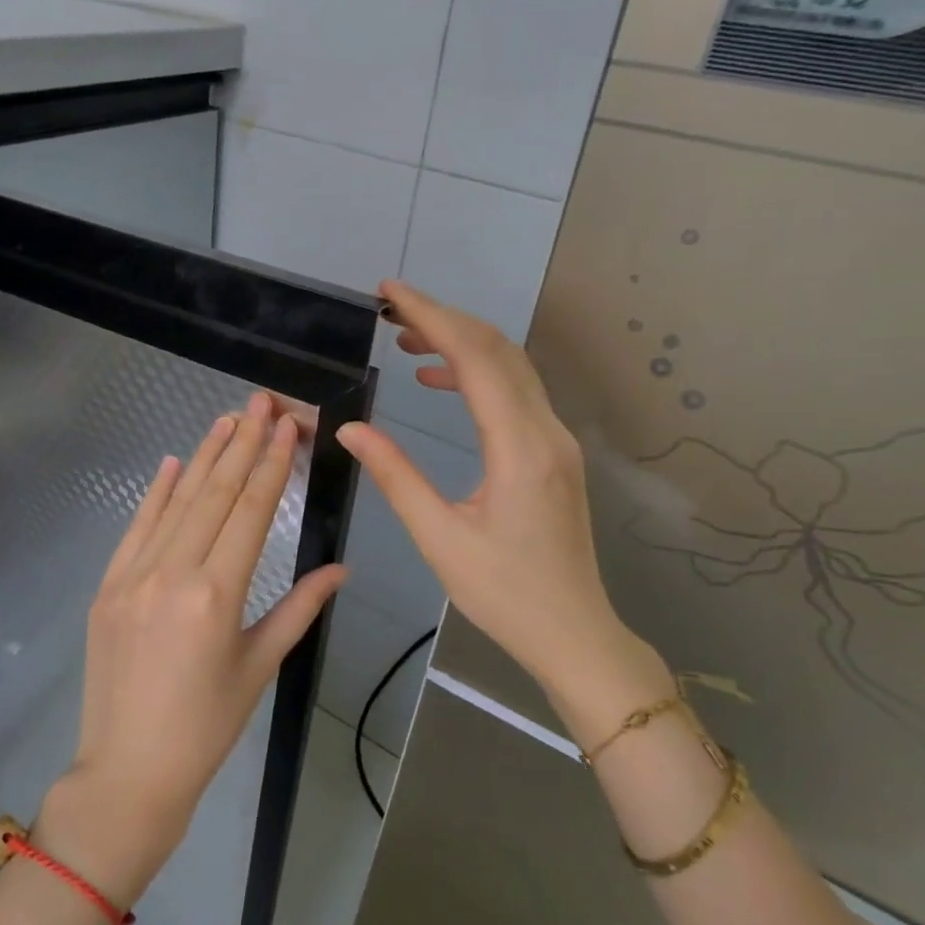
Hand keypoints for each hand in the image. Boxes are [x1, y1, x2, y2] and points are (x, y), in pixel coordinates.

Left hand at [39, 393, 346, 906]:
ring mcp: (132, 577)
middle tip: (260, 403)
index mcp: (216, 594)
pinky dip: (155, 494)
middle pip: (214, 495)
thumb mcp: (260, 666)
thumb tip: (341, 568)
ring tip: (226, 420)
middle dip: (241, 445)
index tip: (286, 427)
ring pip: (175, 504)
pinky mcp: (107, 588)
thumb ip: (300, 608)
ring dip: (203, 458)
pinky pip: (136, 529)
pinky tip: (173, 463)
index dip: (270, 465)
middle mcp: (172, 573)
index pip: (249, 512)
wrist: (129, 772)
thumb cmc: (207, 727)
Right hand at [336, 281, 672, 748]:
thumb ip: (395, 475)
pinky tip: (439, 382)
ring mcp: (556, 440)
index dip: (432, 317)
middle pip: (498, 350)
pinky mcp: (554, 453)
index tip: (390, 292)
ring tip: (408, 339)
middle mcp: (546, 431)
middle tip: (391, 307)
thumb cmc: (503, 593)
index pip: (476, 359)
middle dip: (444, 319)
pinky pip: (515, 394)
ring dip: (461, 343)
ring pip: (510, 367)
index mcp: (519, 448)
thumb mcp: (439, 537)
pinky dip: (476, 374)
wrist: (573, 632)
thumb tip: (351, 428)